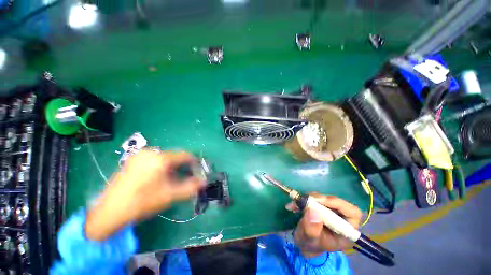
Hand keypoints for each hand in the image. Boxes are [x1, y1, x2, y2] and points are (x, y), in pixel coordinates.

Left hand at [86, 150, 204, 240]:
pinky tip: (157, 178)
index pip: (184, 155)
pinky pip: (154, 159)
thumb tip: (204, 182)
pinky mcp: (132, 160)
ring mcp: (139, 155)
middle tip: (184, 177)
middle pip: (174, 156)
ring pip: (164, 157)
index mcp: (160, 158)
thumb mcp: (170, 195)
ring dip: (172, 166)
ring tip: (170, 179)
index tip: (197, 169)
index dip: (194, 161)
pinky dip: (161, 166)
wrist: (110, 211)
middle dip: (182, 166)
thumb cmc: (143, 202)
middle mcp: (150, 152)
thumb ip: (190, 187)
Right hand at [286, 194, 362, 257]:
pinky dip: (305, 199)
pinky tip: (295, 204)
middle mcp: (341, 220)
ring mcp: (331, 212)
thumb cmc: (309, 245)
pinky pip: (316, 198)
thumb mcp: (309, 240)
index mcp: (345, 232)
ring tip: (296, 203)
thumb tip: (314, 212)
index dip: (338, 204)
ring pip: (325, 198)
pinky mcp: (323, 207)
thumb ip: (312, 229)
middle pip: (337, 202)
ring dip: (310, 198)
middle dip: (320, 199)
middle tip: (306, 200)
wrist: (304, 243)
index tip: (321, 201)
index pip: (353, 213)